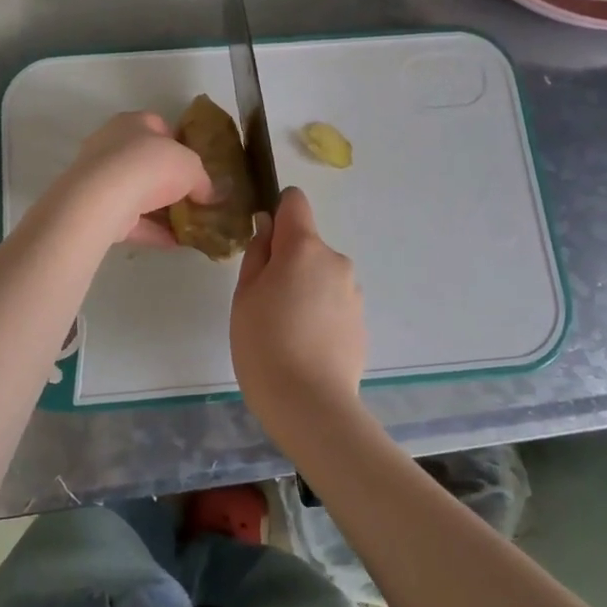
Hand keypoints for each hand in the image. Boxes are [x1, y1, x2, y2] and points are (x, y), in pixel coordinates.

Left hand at [52, 111, 213, 248]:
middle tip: (192, 197)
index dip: (179, 144)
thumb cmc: (150, 165)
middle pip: (145, 162)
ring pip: (136, 193)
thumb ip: (203, 180)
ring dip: (160, 209)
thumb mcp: (191, 167)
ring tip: (187, 224)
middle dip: (168, 180)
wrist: (104, 198)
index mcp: (133, 123)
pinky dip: (151, 230)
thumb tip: (211, 194)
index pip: (158, 126)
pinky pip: (129, 219)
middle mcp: (112, 145)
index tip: (195, 165)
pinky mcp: (96, 208)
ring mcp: (100, 178)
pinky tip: (174, 242)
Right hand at [230, 188, 366, 437]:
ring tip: (285, 330)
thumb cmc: (264, 344)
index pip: (294, 202)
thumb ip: (258, 254)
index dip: (277, 213)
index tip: (263, 242)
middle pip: (306, 245)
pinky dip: (319, 313)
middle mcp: (336, 260)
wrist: (311, 405)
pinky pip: (334, 302)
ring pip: (321, 276)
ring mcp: (353, 292)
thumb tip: (268, 228)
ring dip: (304, 289)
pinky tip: (305, 346)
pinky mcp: (361, 321)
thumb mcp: (245, 295)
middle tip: (264, 302)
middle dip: (287, 262)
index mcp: (304, 247)